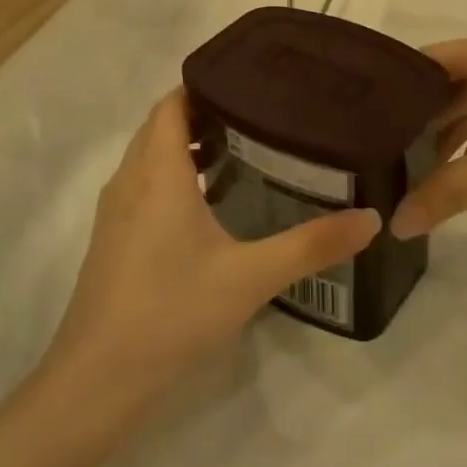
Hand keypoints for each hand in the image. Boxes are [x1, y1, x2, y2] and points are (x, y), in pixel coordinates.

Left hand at [45, 91, 379, 402]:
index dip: (206, 86)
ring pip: (150, 157)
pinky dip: (173, 177)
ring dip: (186, 147)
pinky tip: (210, 205)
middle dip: (204, 113)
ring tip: (243, 151)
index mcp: (156, 172)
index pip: (172, 103)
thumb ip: (311, 246)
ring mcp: (116, 212)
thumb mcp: (250, 278)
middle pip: (161, 126)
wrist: (96, 382)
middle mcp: (130, 181)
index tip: (251, 83)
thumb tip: (370, 219)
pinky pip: (144, 186)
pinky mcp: (113, 240)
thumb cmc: (170, 313)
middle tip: (259, 114)